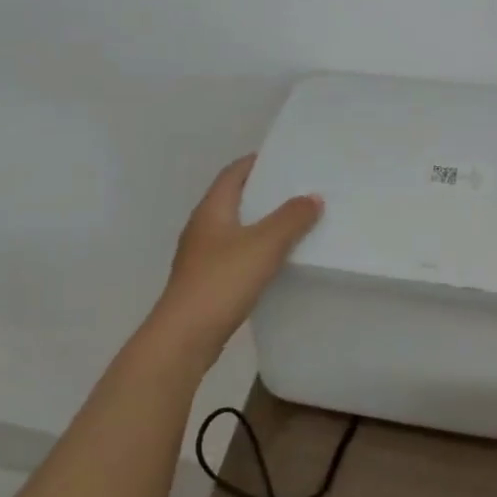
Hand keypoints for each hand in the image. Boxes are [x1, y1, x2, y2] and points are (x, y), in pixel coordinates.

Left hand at [148, 155, 322, 358]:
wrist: (184, 337)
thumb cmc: (222, 281)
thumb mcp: (264, 245)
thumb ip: (291, 218)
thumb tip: (312, 197)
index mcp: (211, 210)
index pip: (234, 173)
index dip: (257, 162)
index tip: (287, 159)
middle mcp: (203, 227)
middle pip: (235, 199)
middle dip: (265, 193)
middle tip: (300, 190)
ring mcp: (202, 256)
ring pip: (237, 229)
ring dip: (263, 223)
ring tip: (296, 222)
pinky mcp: (207, 281)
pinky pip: (237, 254)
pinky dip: (257, 250)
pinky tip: (278, 260)